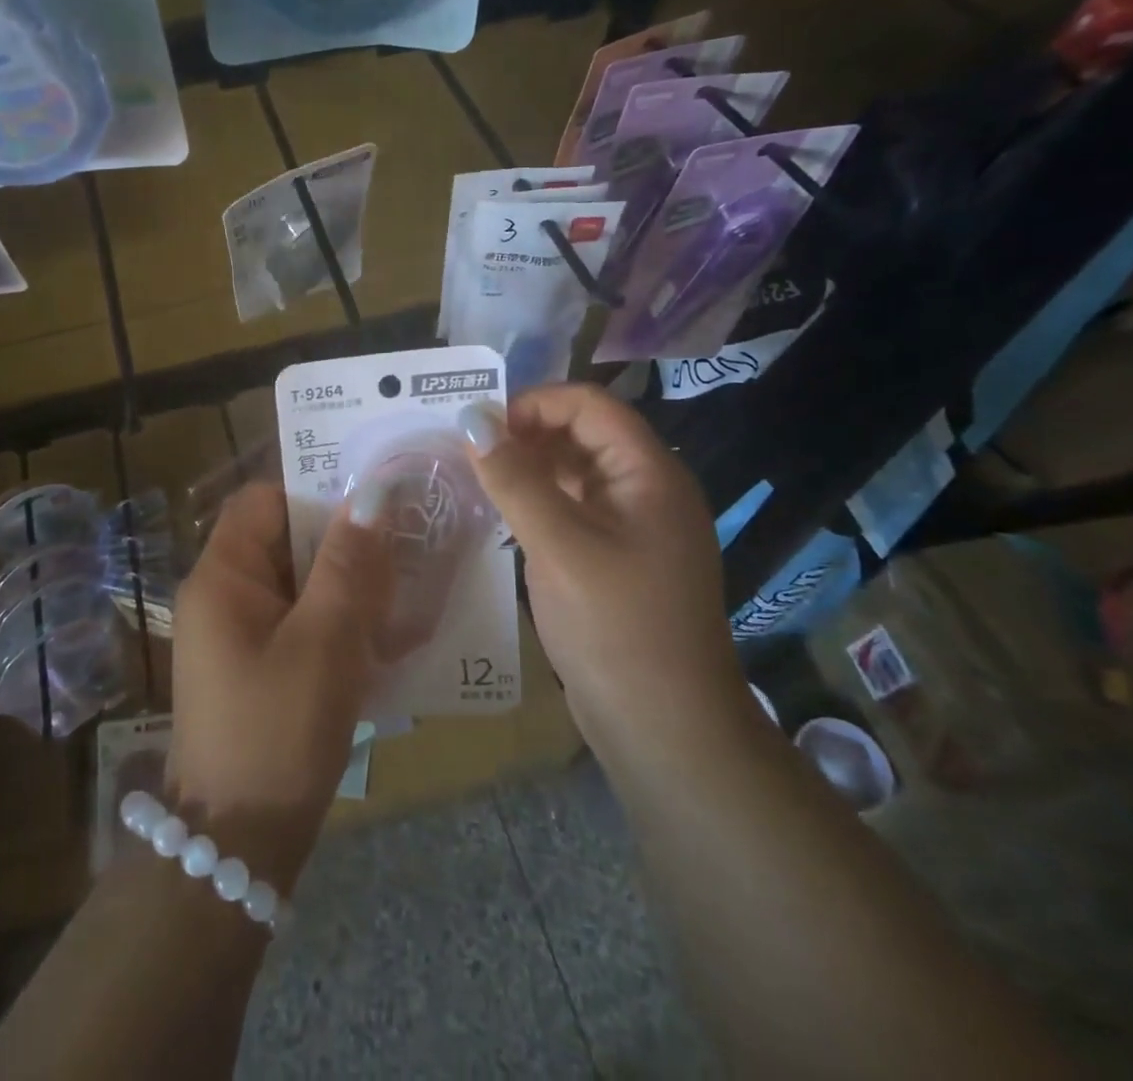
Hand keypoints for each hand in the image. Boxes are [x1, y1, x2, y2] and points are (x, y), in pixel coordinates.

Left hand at [167, 483, 392, 889]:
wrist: (237, 845)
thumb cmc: (277, 731)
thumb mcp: (323, 641)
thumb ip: (348, 564)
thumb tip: (371, 492)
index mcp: (222, 576)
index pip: (263, 500)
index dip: (313, 492)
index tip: (372, 503)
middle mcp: (222, 596)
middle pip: (283, 541)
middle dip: (341, 542)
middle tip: (403, 546)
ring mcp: (236, 635)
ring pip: (297, 584)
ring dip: (345, 585)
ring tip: (403, 590)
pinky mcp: (255, 668)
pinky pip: (298, 622)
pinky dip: (335, 621)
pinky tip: (381, 637)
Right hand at [458, 385, 743, 736]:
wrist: (666, 730)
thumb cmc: (616, 627)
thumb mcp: (559, 546)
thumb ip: (514, 479)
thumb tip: (471, 419)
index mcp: (649, 473)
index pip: (589, 404)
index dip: (534, 403)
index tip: (479, 426)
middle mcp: (645, 489)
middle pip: (581, 433)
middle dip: (524, 433)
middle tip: (466, 453)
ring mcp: (632, 526)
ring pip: (573, 472)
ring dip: (525, 467)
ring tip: (472, 479)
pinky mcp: (614, 558)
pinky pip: (571, 508)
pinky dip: (535, 501)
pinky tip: (498, 514)